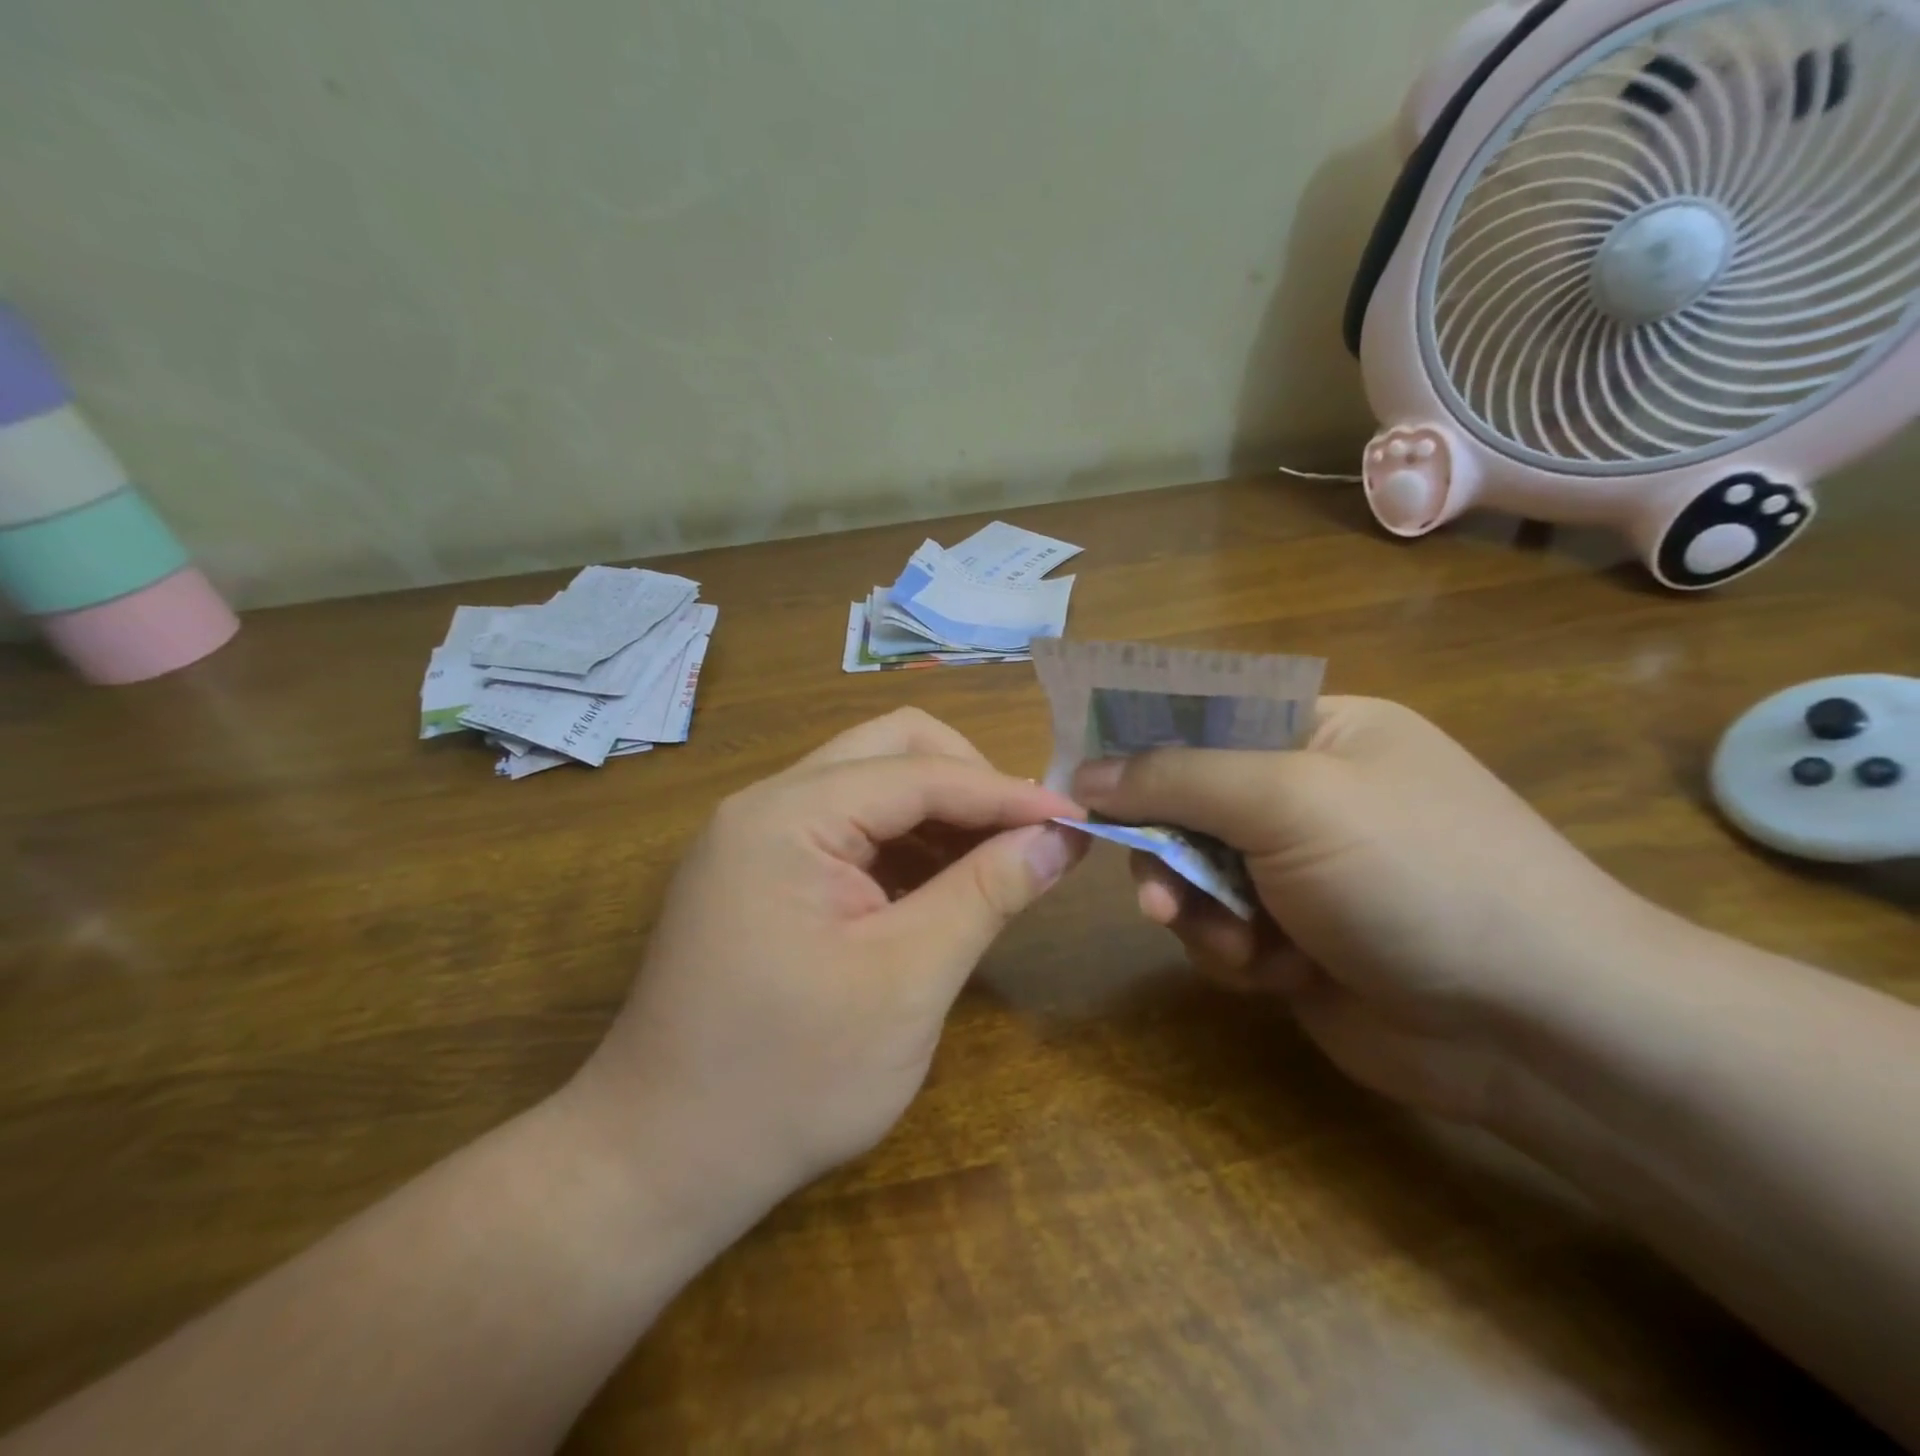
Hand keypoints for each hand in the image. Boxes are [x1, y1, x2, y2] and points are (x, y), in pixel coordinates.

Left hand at [574, 709, 1084, 1217]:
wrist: (660, 1160)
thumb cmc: (789, 1080)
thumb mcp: (907, 981)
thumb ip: (987, 893)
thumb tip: (1060, 837)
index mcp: (788, 815)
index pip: (921, 771)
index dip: (1007, 792)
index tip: (1078, 820)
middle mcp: (767, 804)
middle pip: (890, 748)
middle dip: (969, 782)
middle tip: (1027, 836)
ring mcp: (758, 837)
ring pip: (871, 784)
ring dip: (941, 812)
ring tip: (998, 864)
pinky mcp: (763, 873)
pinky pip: (849, 829)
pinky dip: (905, 845)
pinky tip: (942, 888)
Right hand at [1071, 697, 1660, 1122]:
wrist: (1537, 1027)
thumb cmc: (1415, 875)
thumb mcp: (1290, 800)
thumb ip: (1178, 777)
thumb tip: (1085, 773)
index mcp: (1316, 732)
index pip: (1201, 714)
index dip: (1137, 739)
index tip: (1079, 772)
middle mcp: (1303, 795)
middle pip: (1185, 801)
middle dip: (1165, 846)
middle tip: (1152, 884)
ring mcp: (1297, 871)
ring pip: (1193, 872)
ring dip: (1195, 906)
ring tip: (1227, 939)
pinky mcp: (1292, 939)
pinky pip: (1217, 928)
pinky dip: (1228, 949)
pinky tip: (1265, 970)